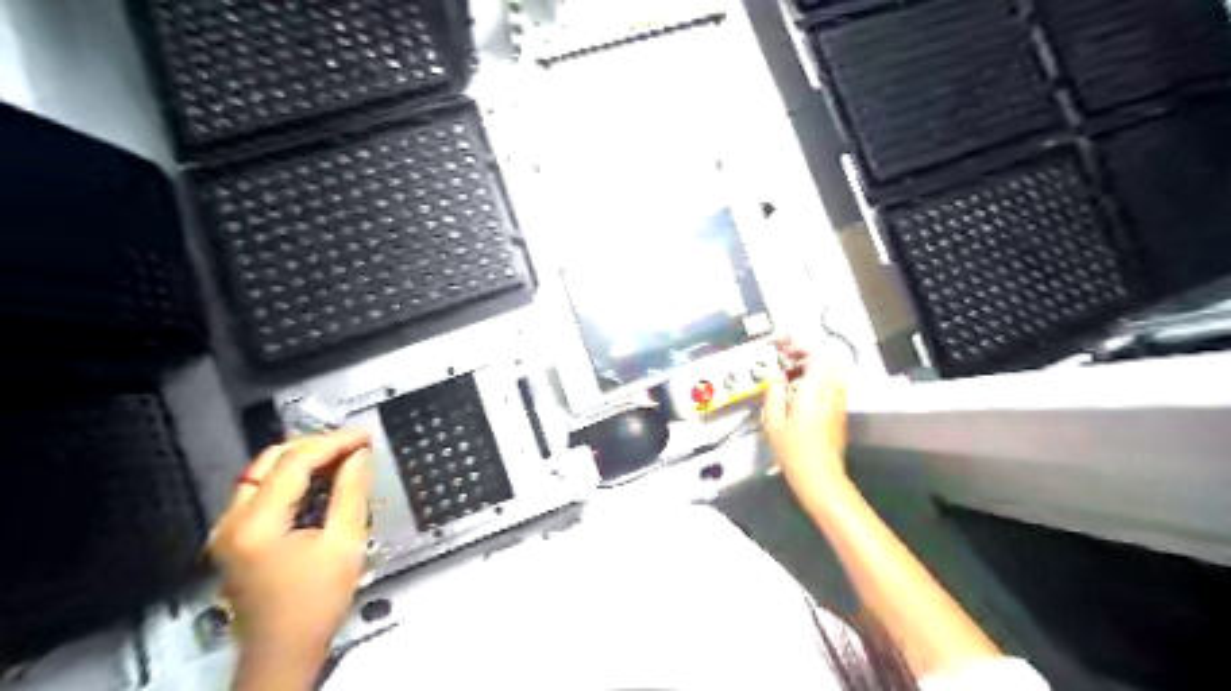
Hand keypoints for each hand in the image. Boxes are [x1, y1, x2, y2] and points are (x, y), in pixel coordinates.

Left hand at [209, 430, 372, 667]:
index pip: (294, 462)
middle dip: (316, 445)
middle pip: (271, 460)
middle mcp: (232, 522)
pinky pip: (263, 492)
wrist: (283, 654)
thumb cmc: (314, 606)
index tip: (365, 437)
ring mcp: (229, 531)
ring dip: (305, 460)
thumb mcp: (344, 544)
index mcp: (255, 524)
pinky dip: (294, 479)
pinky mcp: (236, 538)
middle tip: (354, 444)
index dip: (334, 443)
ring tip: (344, 458)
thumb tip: (360, 456)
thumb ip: (351, 492)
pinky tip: (322, 482)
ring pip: (264, 473)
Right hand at [761, 337, 846, 494]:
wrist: (821, 479)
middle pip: (828, 361)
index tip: (783, 350)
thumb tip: (774, 377)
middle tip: (788, 359)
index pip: (816, 358)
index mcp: (814, 393)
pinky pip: (833, 386)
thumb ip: (774, 395)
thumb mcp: (773, 424)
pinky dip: (819, 381)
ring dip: (815, 368)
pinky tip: (802, 392)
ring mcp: (839, 404)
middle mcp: (831, 394)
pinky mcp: (841, 415)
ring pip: (833, 374)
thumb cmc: (793, 453)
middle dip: (809, 355)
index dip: (800, 348)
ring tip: (793, 375)